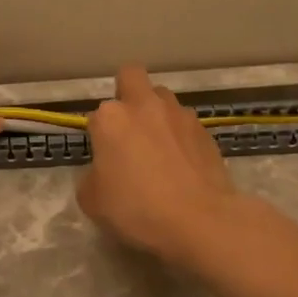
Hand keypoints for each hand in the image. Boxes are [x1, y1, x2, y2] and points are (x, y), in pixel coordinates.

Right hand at [78, 65, 244, 262]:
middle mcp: (145, 105)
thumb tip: (104, 171)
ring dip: (157, 115)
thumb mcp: (92, 201)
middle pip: (131, 77)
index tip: (104, 159)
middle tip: (128, 128)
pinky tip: (183, 165)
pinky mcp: (205, 130)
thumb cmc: (137, 209)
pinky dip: (181, 137)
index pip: (96, 116)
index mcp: (111, 118)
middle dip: (127, 93)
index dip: (98, 136)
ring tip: (160, 149)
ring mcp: (179, 114)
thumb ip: (92, 176)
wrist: (199, 220)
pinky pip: (186, 124)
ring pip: (163, 99)